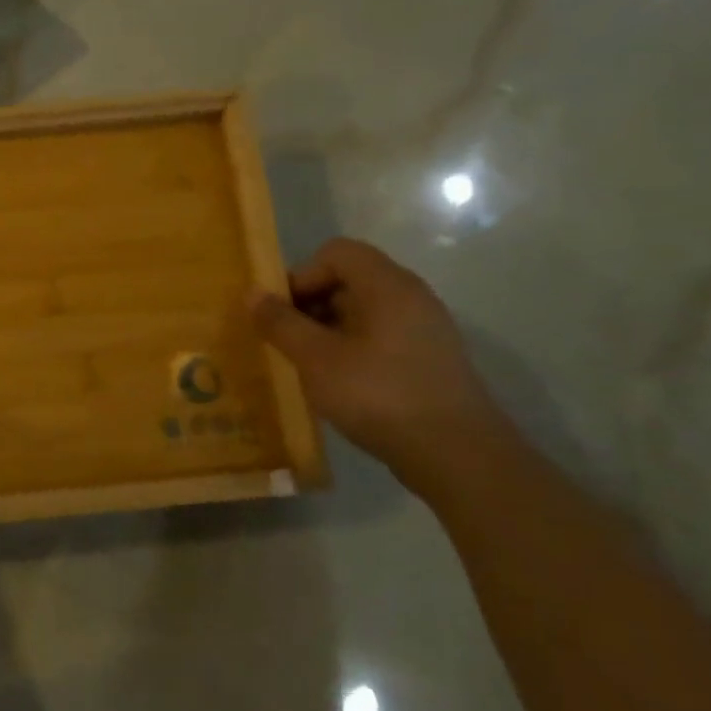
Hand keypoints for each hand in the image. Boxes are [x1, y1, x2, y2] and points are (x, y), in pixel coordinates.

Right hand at [252, 238, 516, 498]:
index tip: (283, 314)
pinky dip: (352, 349)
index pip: (336, 253)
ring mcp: (425, 329)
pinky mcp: (429, 360)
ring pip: (363, 311)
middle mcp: (411, 297)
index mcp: (387, 286)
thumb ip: (281, 323)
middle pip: (349, 279)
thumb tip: (252, 294)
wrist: (458, 457)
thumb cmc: (379, 395)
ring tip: (308, 366)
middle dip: (310, 305)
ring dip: (328, 330)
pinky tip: (339, 384)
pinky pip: (380, 336)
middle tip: (287, 342)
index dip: (302, 275)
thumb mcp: (315, 358)